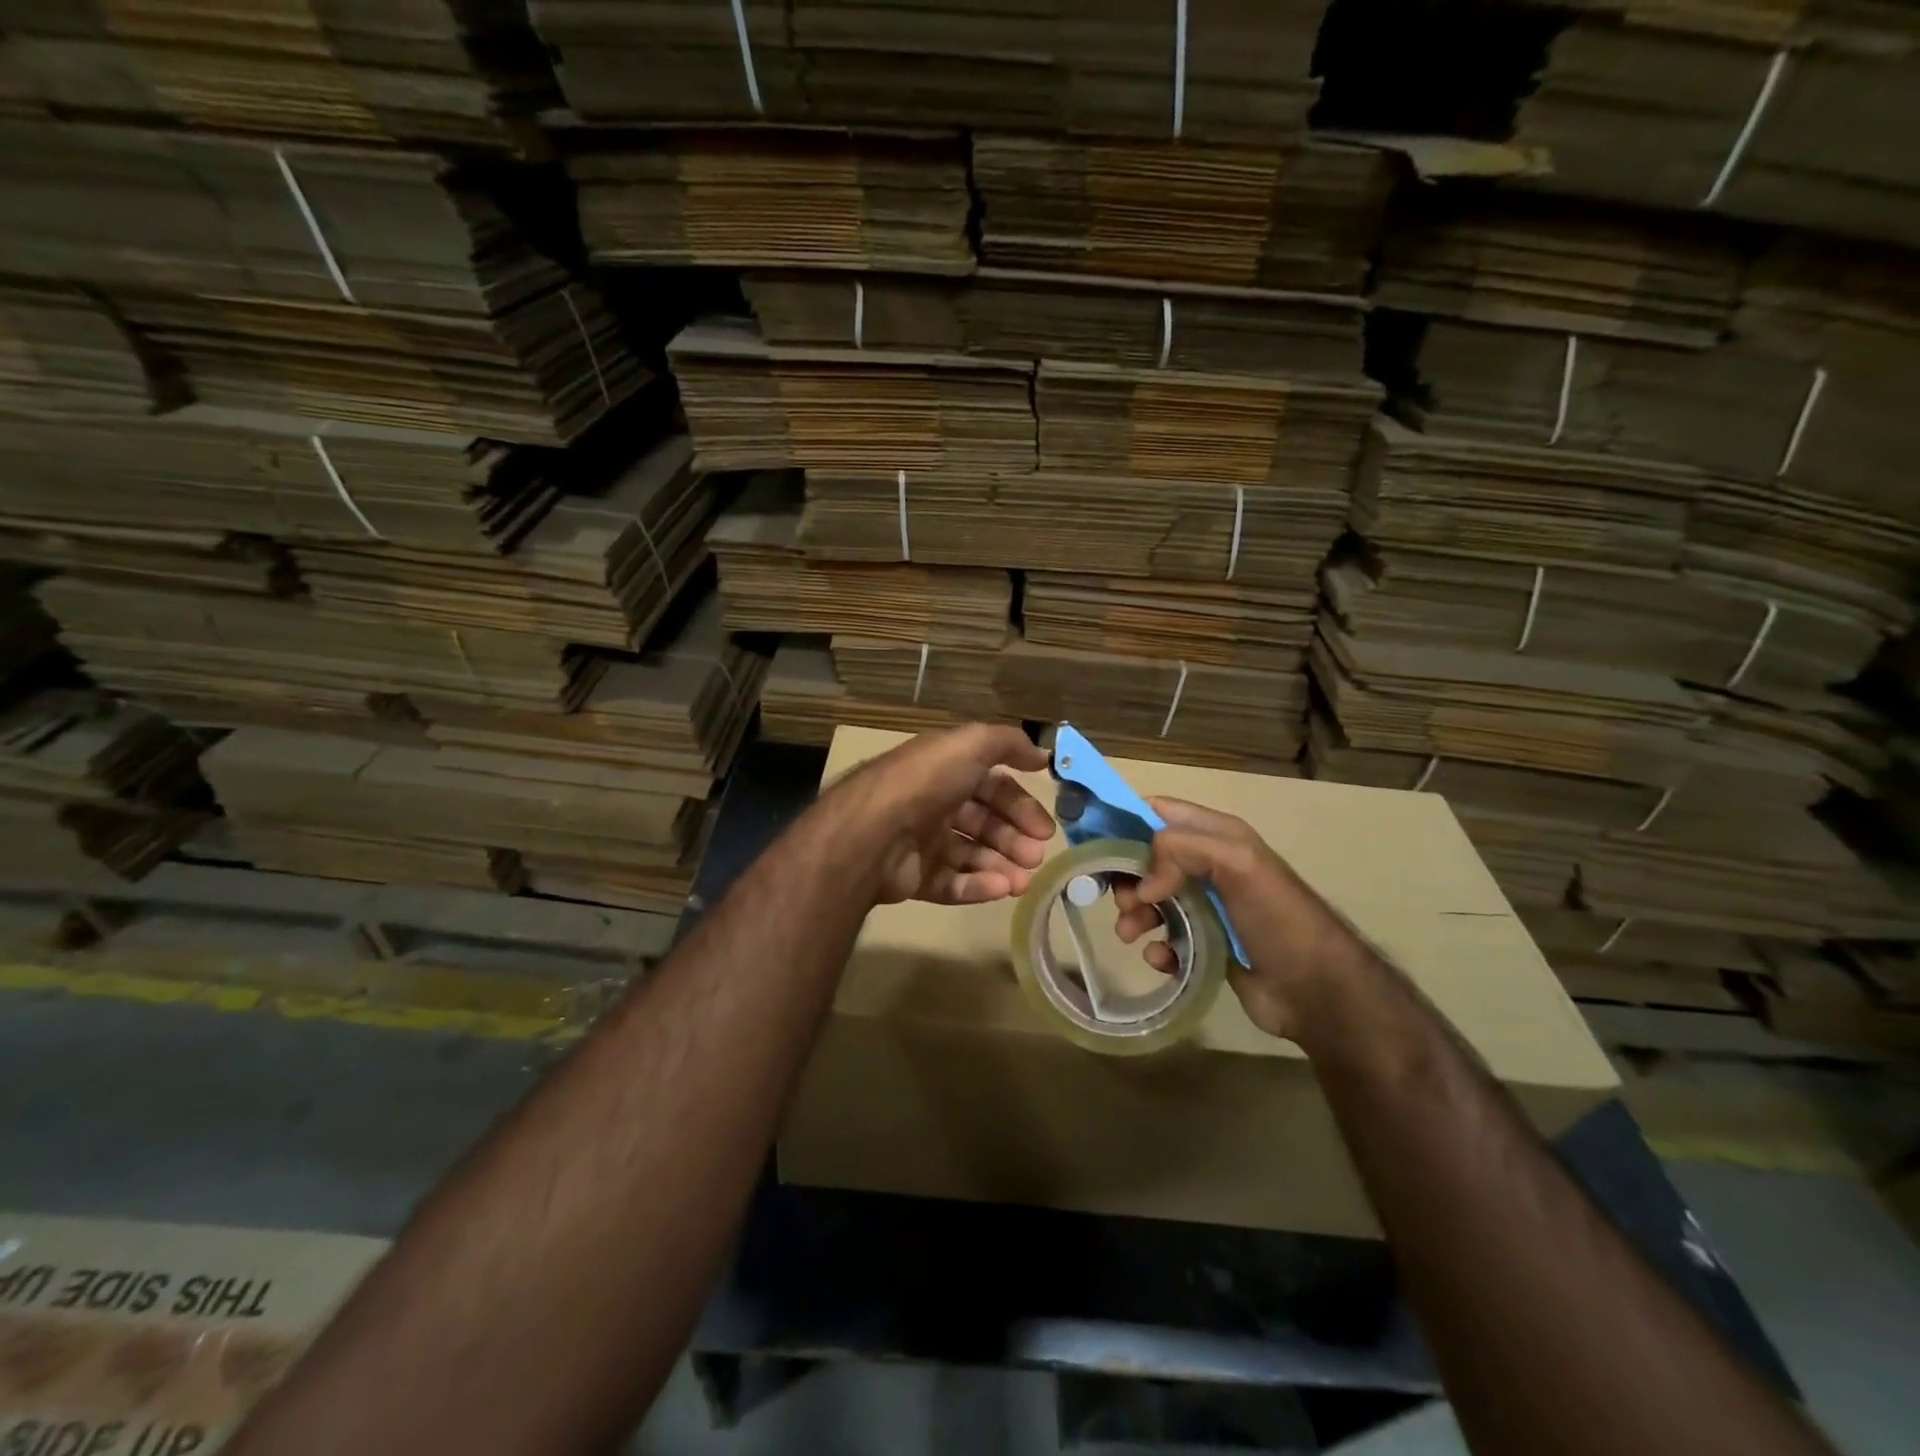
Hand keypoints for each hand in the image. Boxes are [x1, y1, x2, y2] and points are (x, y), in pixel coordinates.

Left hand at [824, 724, 1055, 905]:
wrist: (871, 833)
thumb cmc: (925, 783)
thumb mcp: (970, 745)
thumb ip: (1008, 743)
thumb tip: (1040, 754)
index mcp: (944, 771)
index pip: (992, 786)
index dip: (1021, 804)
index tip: (1045, 828)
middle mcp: (933, 803)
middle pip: (984, 822)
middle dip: (1014, 838)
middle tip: (1036, 856)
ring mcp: (921, 841)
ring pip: (970, 855)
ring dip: (1001, 865)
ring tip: (1023, 881)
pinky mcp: (913, 877)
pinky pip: (951, 883)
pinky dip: (977, 886)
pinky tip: (1001, 889)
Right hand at [1112, 797, 1370, 1040]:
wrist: (1317, 991)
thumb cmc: (1278, 917)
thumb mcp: (1238, 864)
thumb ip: (1183, 850)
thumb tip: (1143, 882)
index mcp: (1217, 835)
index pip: (1159, 812)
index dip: (1124, 820)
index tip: (1092, 841)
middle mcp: (1208, 865)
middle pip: (1147, 858)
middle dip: (1127, 876)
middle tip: (1122, 900)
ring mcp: (1207, 906)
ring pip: (1152, 899)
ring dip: (1135, 915)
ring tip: (1131, 935)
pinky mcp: (1205, 943)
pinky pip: (1166, 937)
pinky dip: (1156, 947)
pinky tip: (1161, 959)